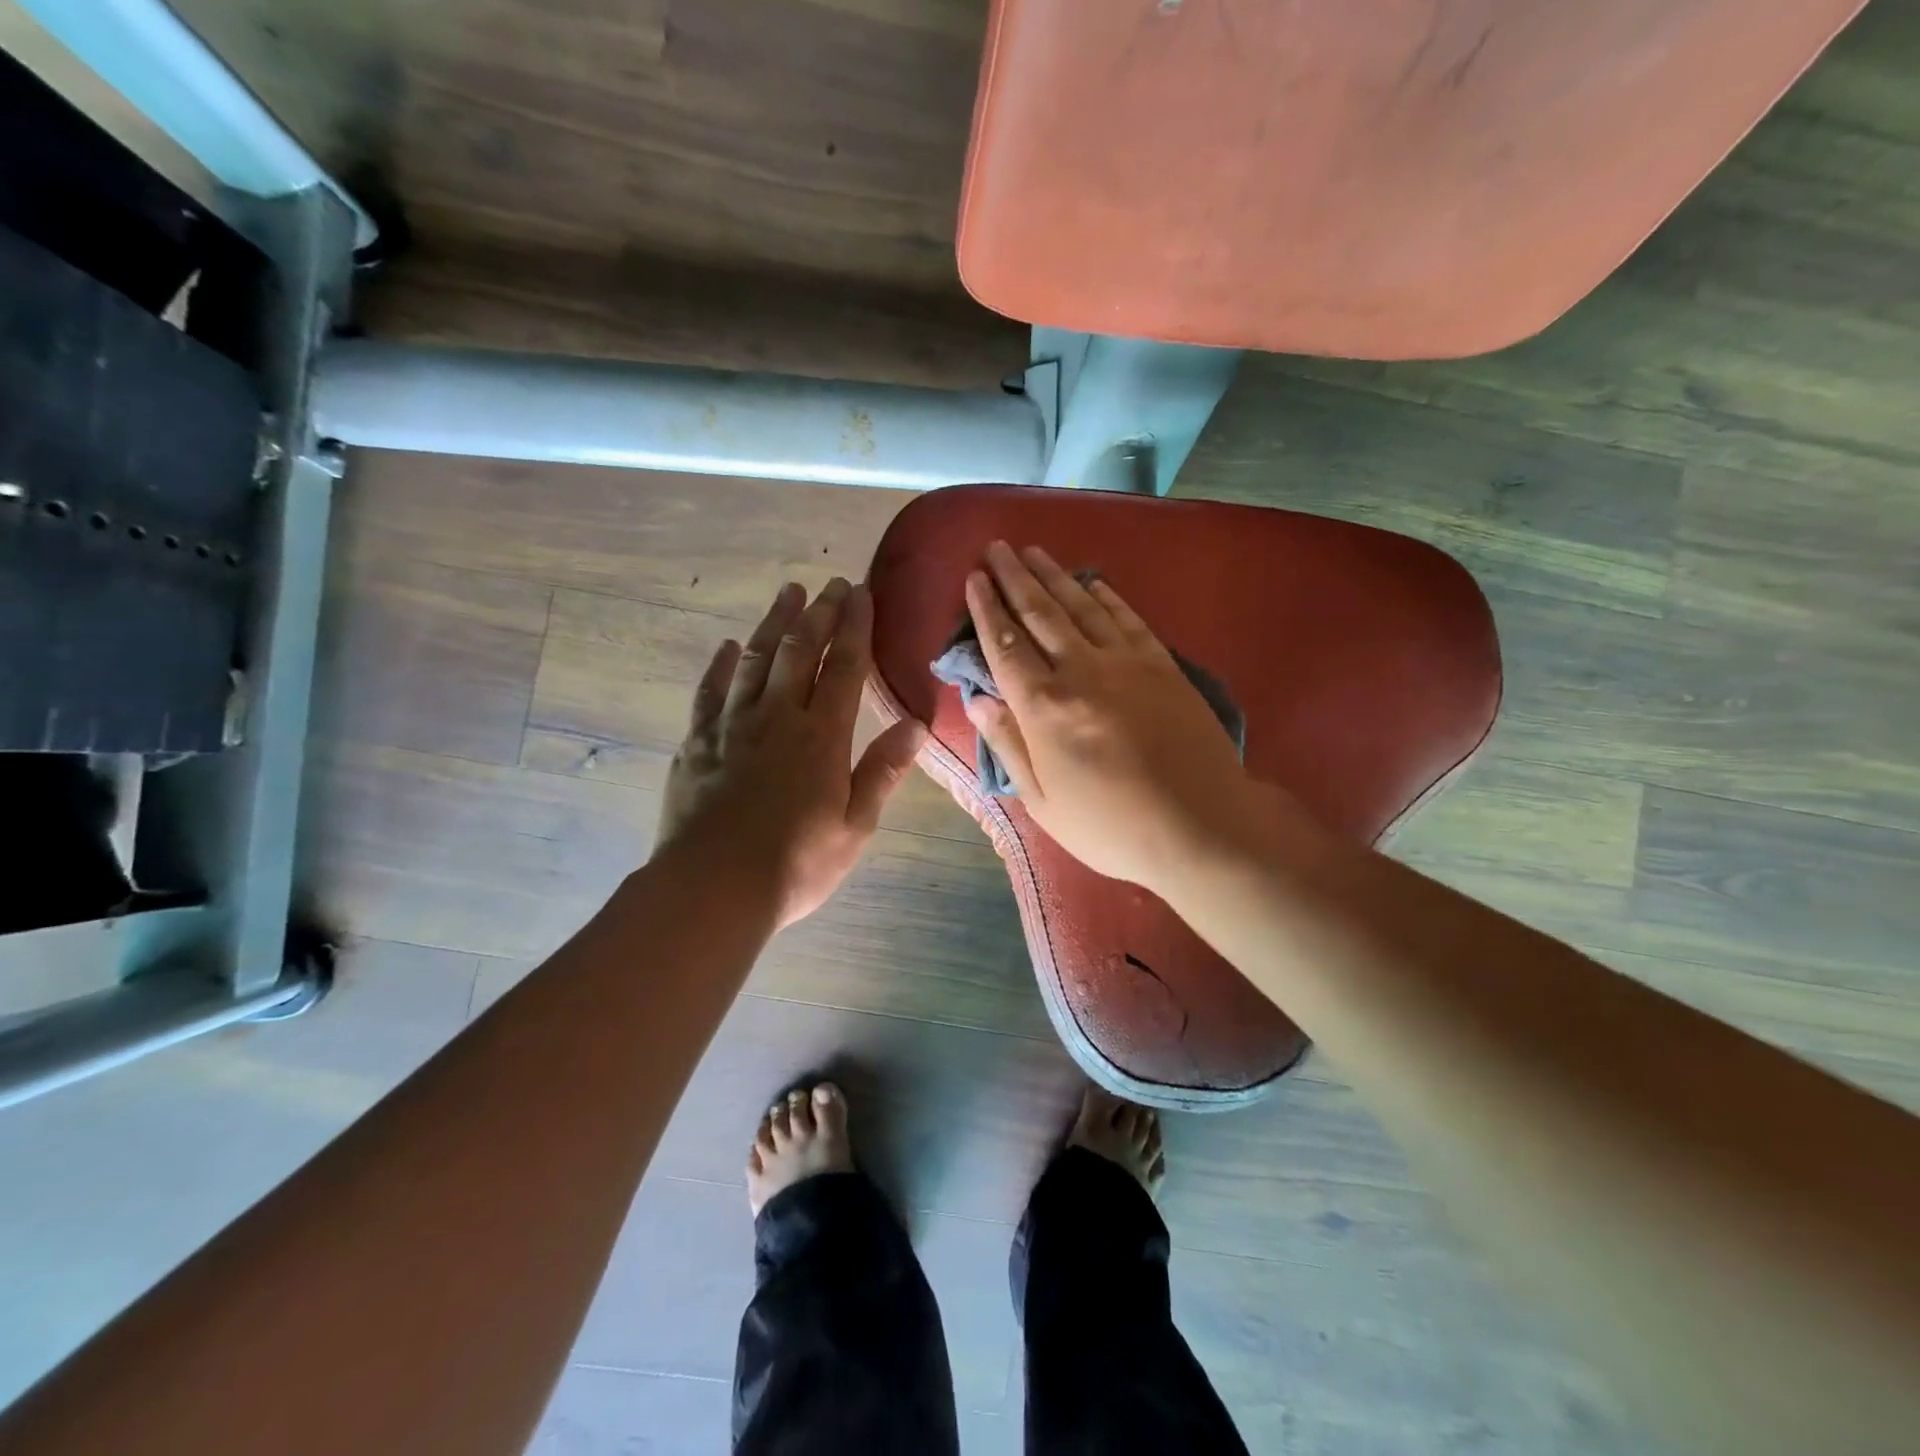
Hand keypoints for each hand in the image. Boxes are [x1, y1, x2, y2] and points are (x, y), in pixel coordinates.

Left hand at [655, 578, 925, 928]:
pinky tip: (730, 648)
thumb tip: (916, 724)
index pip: (845, 666)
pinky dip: (721, 665)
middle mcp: (777, 717)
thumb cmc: (796, 863)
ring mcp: (731, 726)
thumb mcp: (855, 825)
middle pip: (800, 651)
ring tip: (788, 594)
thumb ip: (883, 770)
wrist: (713, 888)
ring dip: (774, 624)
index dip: (855, 626)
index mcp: (822, 736)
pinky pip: (709, 692)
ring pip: (756, 660)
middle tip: (830, 584)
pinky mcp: (696, 743)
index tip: (861, 592)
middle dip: (819, 613)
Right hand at [962, 542, 1254, 890]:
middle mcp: (1081, 672)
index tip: (973, 579)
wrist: (1200, 825)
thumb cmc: (1110, 826)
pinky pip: (1127, 618)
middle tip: (996, 547)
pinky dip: (1106, 595)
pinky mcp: (1162, 665)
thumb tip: (979, 701)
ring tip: (1032, 551)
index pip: (1005, 646)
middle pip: (1040, 613)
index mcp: (1044, 708)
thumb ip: (1008, 746)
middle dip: (1013, 577)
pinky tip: (1092, 581)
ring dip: (1054, 575)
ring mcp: (1126, 663)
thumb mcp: (1042, 802)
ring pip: (1081, 606)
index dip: (986, 609)